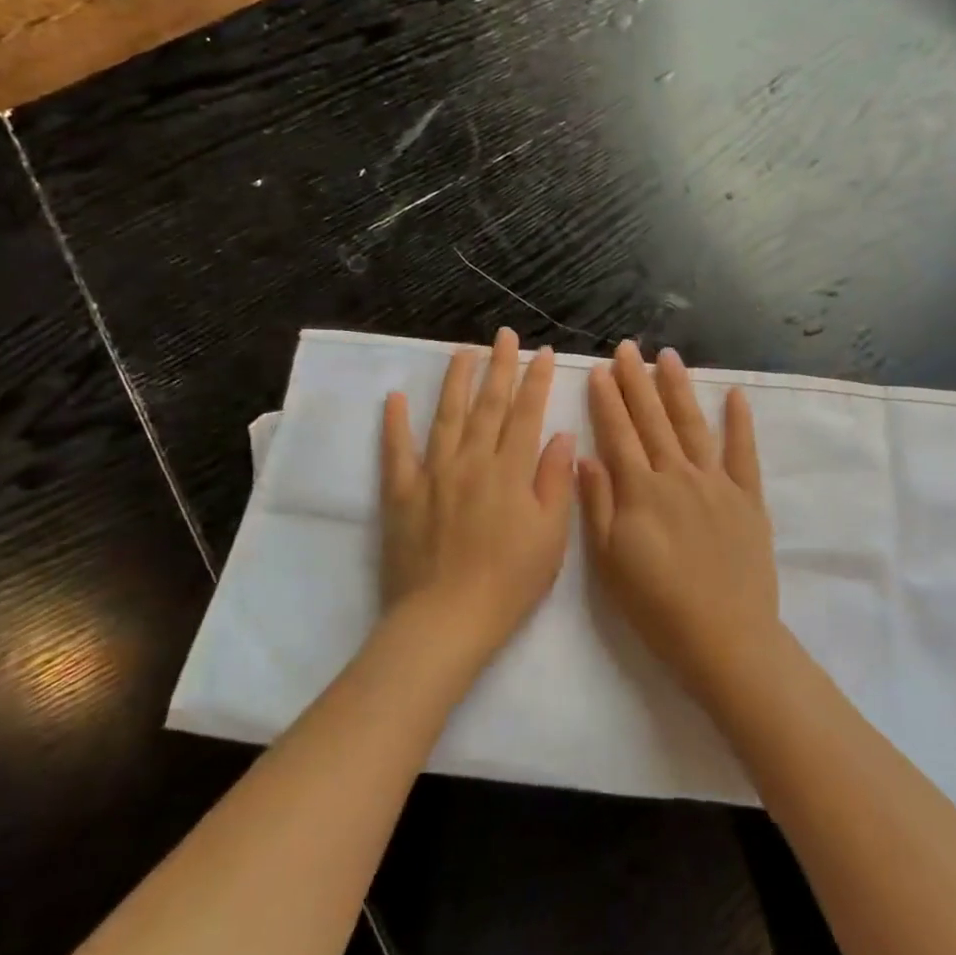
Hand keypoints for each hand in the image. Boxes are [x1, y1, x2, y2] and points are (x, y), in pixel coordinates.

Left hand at [380, 329, 575, 661]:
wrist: (446, 618)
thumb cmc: (510, 582)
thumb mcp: (551, 536)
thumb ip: (555, 481)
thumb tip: (560, 435)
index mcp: (510, 471)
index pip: (525, 414)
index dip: (535, 381)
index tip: (541, 353)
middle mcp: (472, 461)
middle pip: (488, 406)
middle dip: (499, 367)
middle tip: (504, 336)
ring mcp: (433, 474)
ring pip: (446, 417)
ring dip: (456, 382)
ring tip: (463, 352)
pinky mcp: (402, 493)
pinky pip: (396, 451)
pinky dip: (395, 423)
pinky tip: (395, 397)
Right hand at [580, 342, 781, 702]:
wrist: (724, 637)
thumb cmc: (656, 605)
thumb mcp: (609, 561)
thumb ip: (596, 505)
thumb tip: (585, 457)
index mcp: (640, 491)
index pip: (619, 434)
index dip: (607, 401)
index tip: (599, 370)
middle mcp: (677, 475)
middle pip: (653, 420)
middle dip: (637, 382)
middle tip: (627, 348)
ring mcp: (716, 483)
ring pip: (693, 426)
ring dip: (679, 389)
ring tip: (668, 357)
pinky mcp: (748, 498)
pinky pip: (744, 452)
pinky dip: (740, 422)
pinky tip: (735, 395)